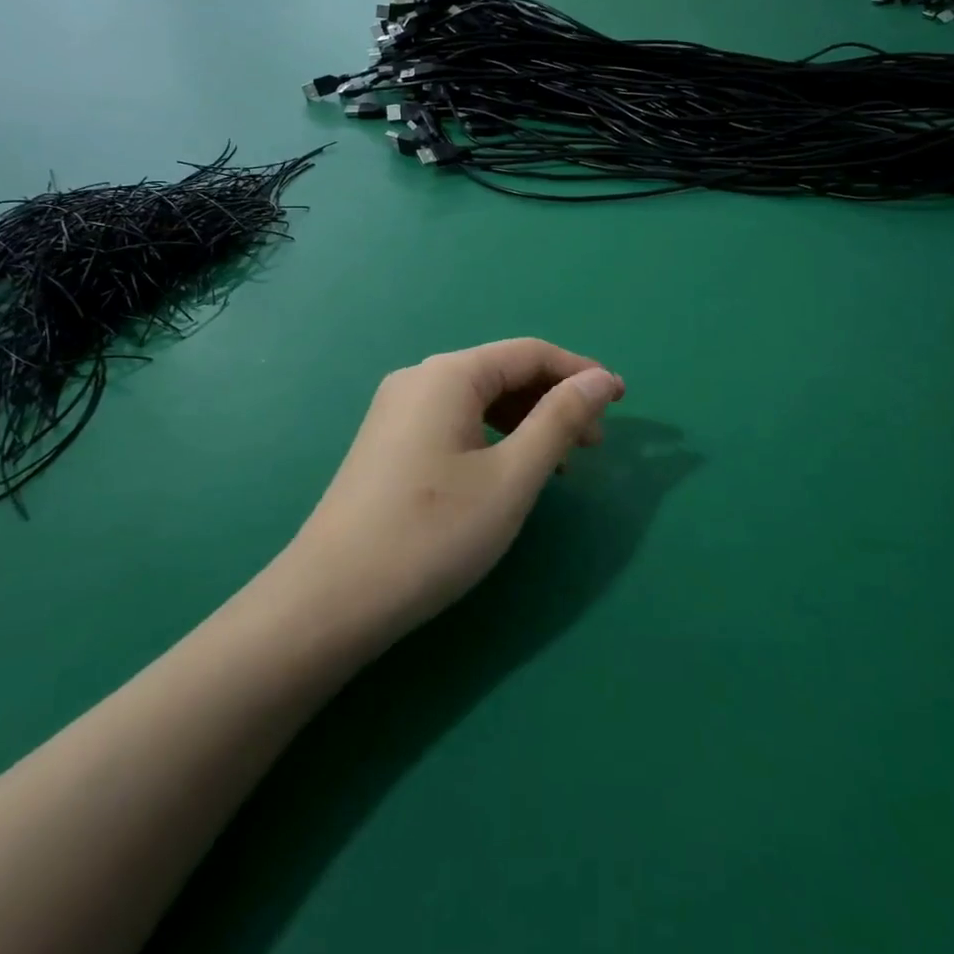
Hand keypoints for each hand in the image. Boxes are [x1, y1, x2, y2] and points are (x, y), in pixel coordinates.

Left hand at [278, 339, 623, 641]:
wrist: (331, 599)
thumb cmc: (433, 533)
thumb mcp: (512, 477)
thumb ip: (560, 421)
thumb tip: (600, 381)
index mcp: (448, 374)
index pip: (530, 353)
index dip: (580, 372)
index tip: (622, 401)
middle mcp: (419, 379)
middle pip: (503, 373)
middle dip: (554, 401)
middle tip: (595, 445)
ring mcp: (397, 411)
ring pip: (479, 400)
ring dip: (526, 422)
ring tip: (560, 464)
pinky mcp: (388, 443)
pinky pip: (455, 422)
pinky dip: (493, 438)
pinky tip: (509, 472)